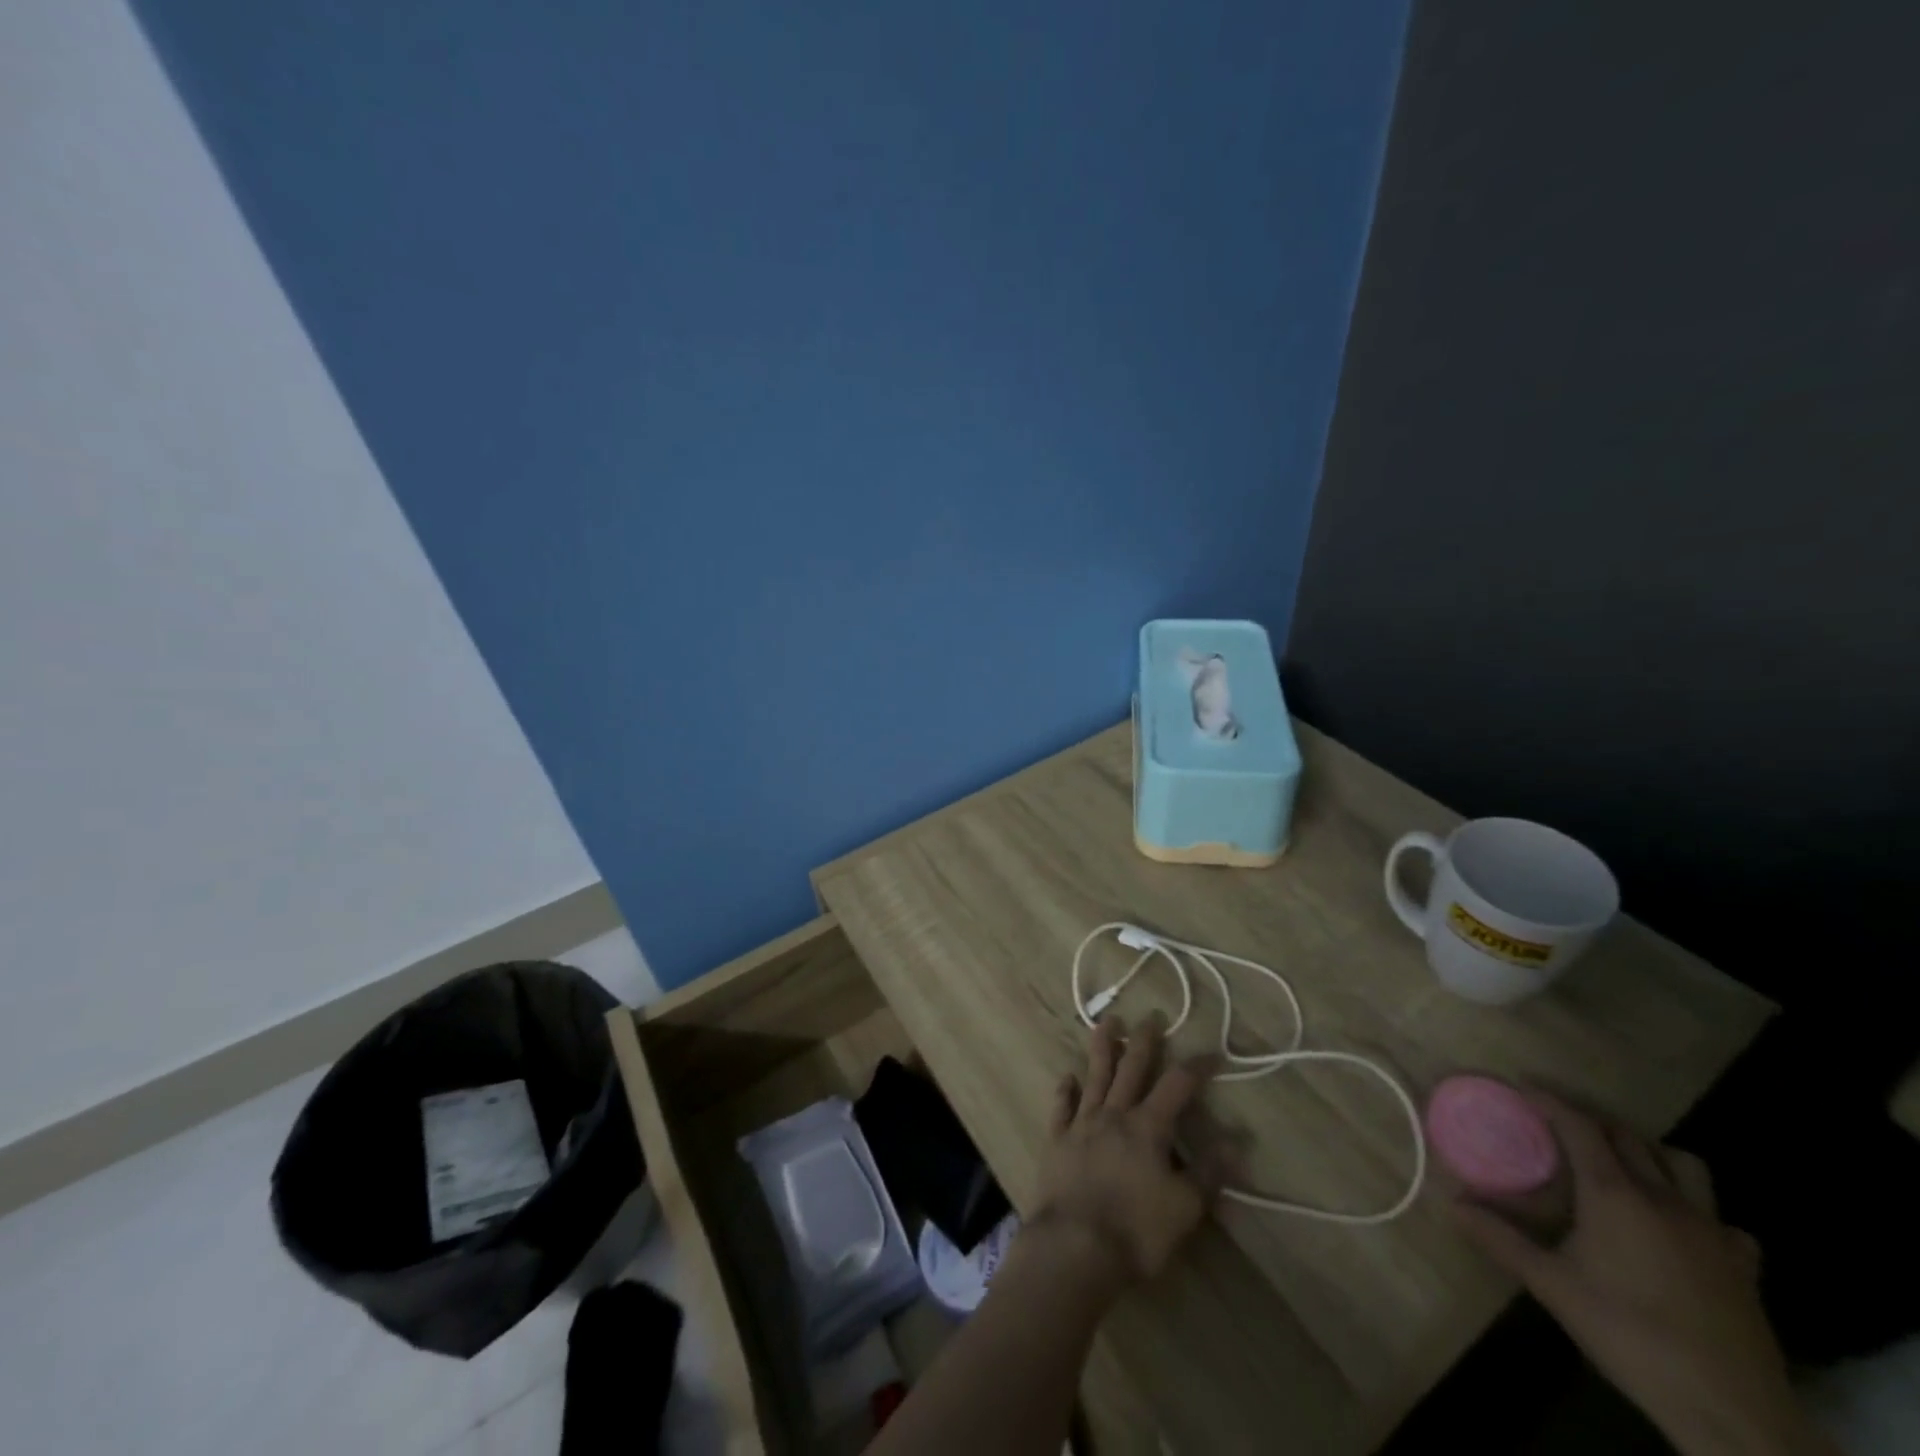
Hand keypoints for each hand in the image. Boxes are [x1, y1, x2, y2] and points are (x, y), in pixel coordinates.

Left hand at [1027, 1016, 1222, 1289]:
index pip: (1178, 1085)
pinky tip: (1068, 1076)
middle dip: (1145, 1040)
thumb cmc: (1136, 1231)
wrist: (1074, 1247)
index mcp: (1148, 1128)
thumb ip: (1209, 1173)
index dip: (1197, 1066)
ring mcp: (1082, 1123)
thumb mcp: (1184, 1208)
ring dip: (1102, 1046)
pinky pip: (1061, 1105)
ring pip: (1094, 1075)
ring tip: (1108, 1022)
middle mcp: (1114, 1114)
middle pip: (1131, 1067)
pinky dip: (1065, 1089)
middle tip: (1152, 1016)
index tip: (1213, 1053)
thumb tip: (1237, 1142)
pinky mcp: (1057, 1139)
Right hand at [1454, 1092, 1833, 1455]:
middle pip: (1628, 1137)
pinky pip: (1723, 1220)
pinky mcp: (1742, 1266)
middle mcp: (1664, 1198)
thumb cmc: (1629, 1334)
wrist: (1730, 1411)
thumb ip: (1501, 1239)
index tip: (1522, 1085)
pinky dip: (1699, 1210)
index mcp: (1615, 1193)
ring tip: (1624, 1165)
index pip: (1579, 1125)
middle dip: (1591, 1121)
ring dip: (1650, 1153)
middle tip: (1560, 1125)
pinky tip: (1684, 1230)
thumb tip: (1452, 1203)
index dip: (1549, 1100)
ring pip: (1684, 1165)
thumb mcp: (1552, 1286)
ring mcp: (1711, 1231)